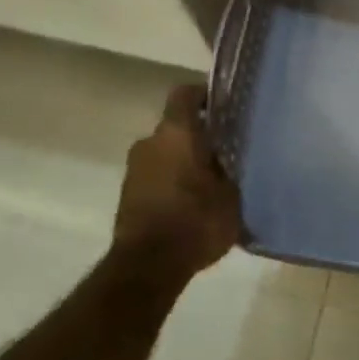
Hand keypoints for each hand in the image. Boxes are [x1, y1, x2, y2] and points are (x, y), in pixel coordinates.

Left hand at [111, 85, 242, 280]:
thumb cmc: (196, 220)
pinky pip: (155, 177)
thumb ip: (230, 169)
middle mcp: (150, 142)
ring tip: (210, 183)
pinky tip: (191, 204)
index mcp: (176, 132)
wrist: (148, 265)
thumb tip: (230, 159)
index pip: (185, 94)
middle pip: (176, 127)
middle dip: (198, 137)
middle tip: (225, 152)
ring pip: (165, 153)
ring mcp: (133, 169)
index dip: (203, 95)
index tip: (222, 107)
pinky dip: (171, 183)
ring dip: (183, 162)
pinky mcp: (127, 194)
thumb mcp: (231, 194)